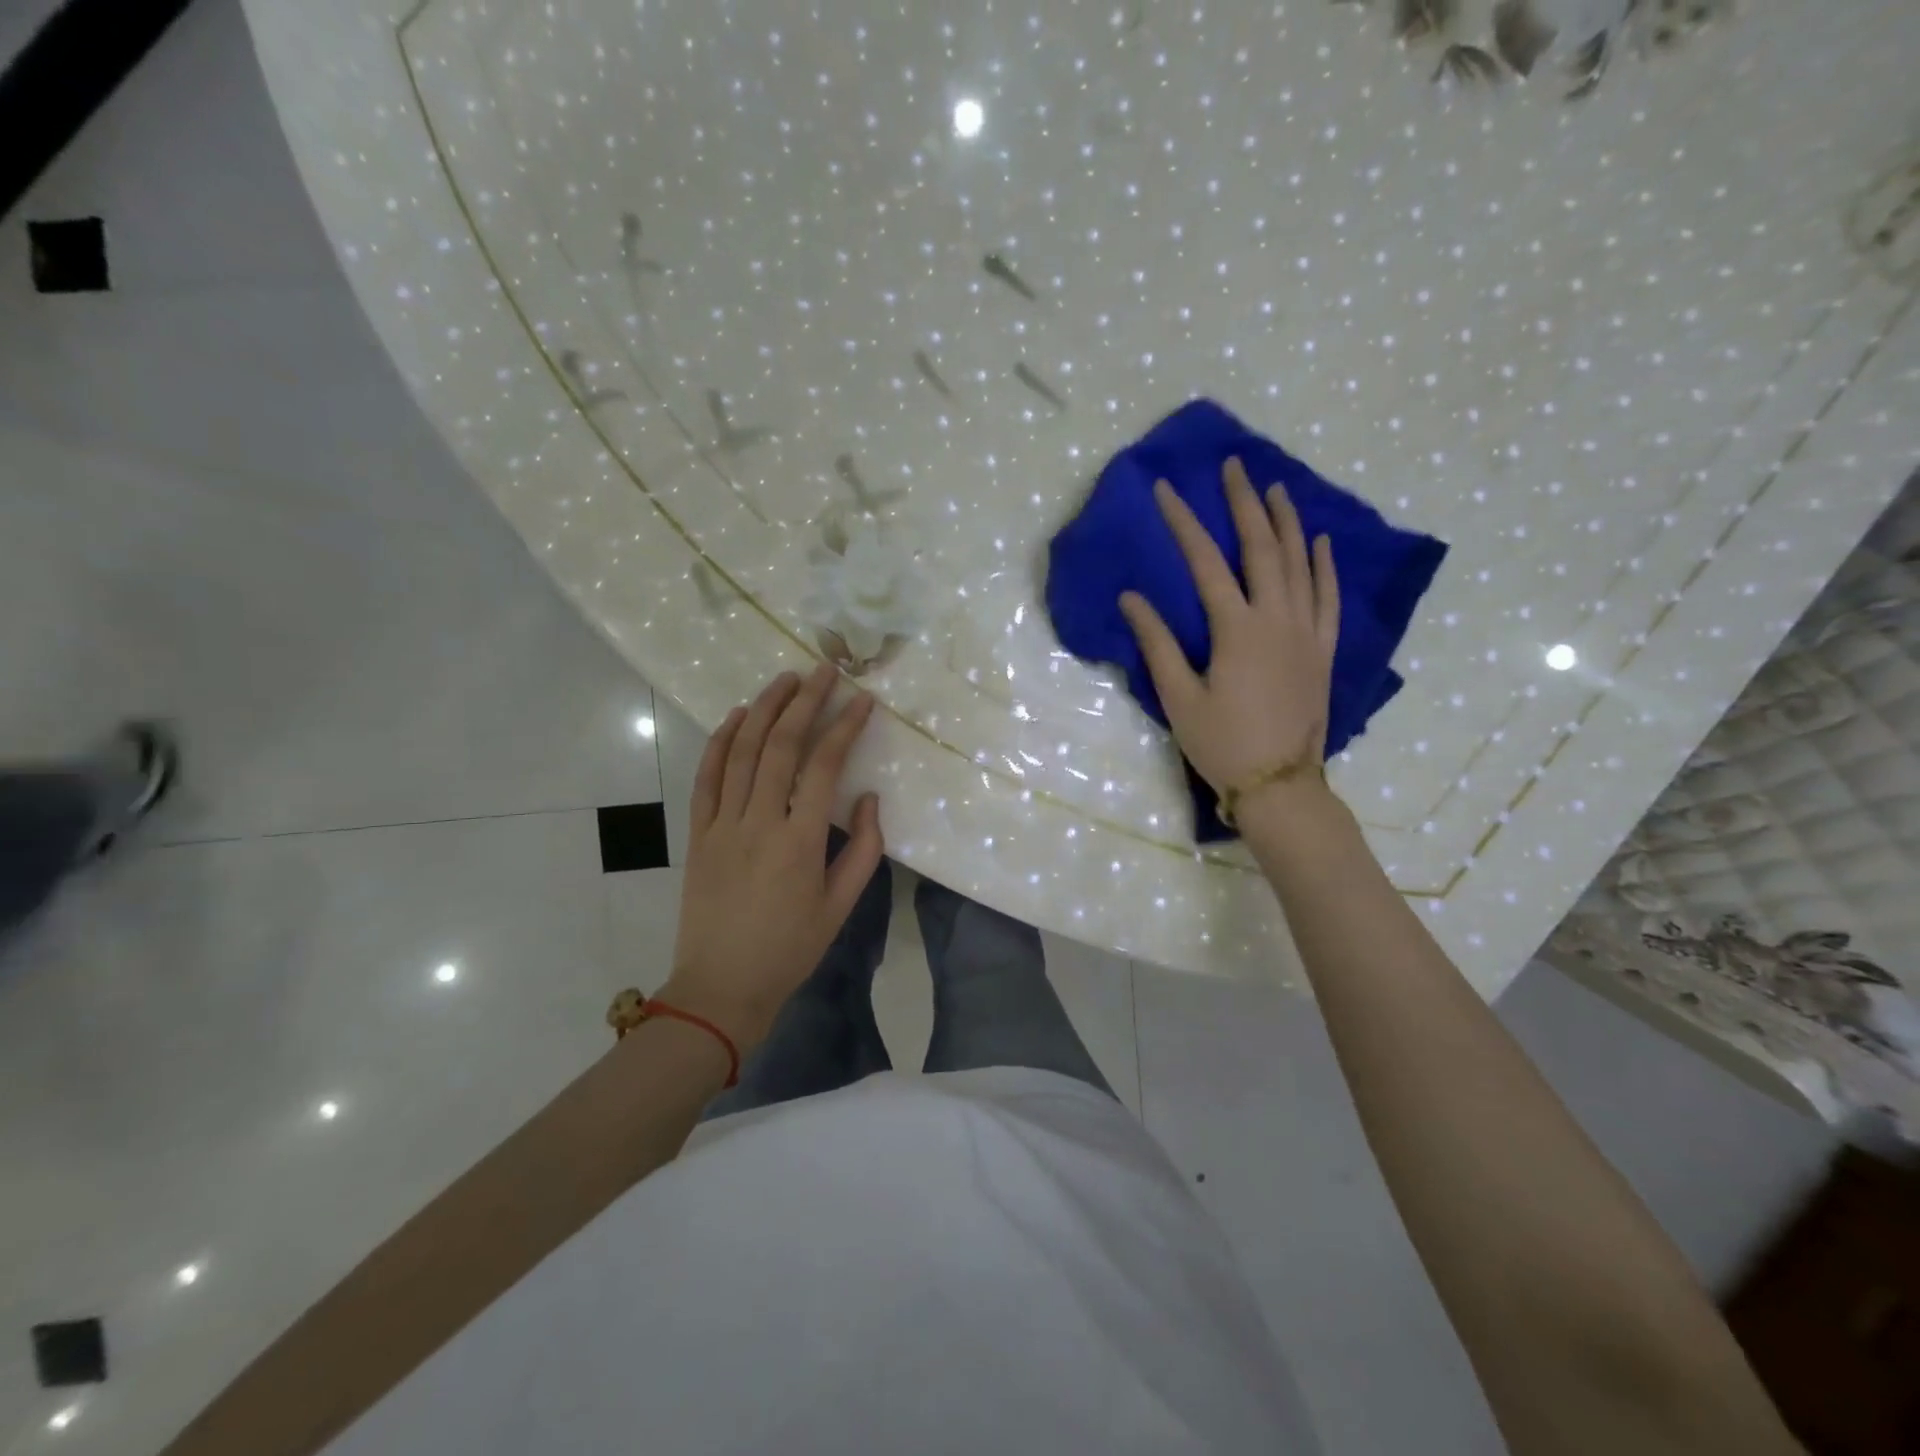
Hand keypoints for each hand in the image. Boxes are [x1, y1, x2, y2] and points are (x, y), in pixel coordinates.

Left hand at [660, 664, 883, 1050]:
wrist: (721, 987)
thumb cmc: (789, 949)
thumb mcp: (840, 906)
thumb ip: (862, 849)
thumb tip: (867, 797)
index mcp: (800, 841)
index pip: (825, 766)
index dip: (845, 726)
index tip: (862, 700)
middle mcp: (759, 822)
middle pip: (780, 746)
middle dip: (804, 702)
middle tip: (823, 670)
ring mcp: (722, 825)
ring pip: (741, 752)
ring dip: (763, 709)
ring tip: (785, 679)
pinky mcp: (698, 834)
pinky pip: (706, 777)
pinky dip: (719, 741)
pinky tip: (736, 716)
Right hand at [1119, 458, 1339, 818]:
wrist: (1279, 784)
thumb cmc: (1221, 744)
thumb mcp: (1179, 698)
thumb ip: (1157, 644)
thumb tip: (1132, 598)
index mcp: (1237, 629)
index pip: (1206, 563)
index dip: (1184, 523)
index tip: (1166, 490)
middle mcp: (1277, 619)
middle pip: (1261, 548)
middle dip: (1244, 504)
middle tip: (1233, 467)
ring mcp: (1307, 632)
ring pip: (1301, 564)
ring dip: (1287, 522)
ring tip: (1275, 488)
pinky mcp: (1324, 650)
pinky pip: (1329, 597)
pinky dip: (1325, 566)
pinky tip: (1320, 542)